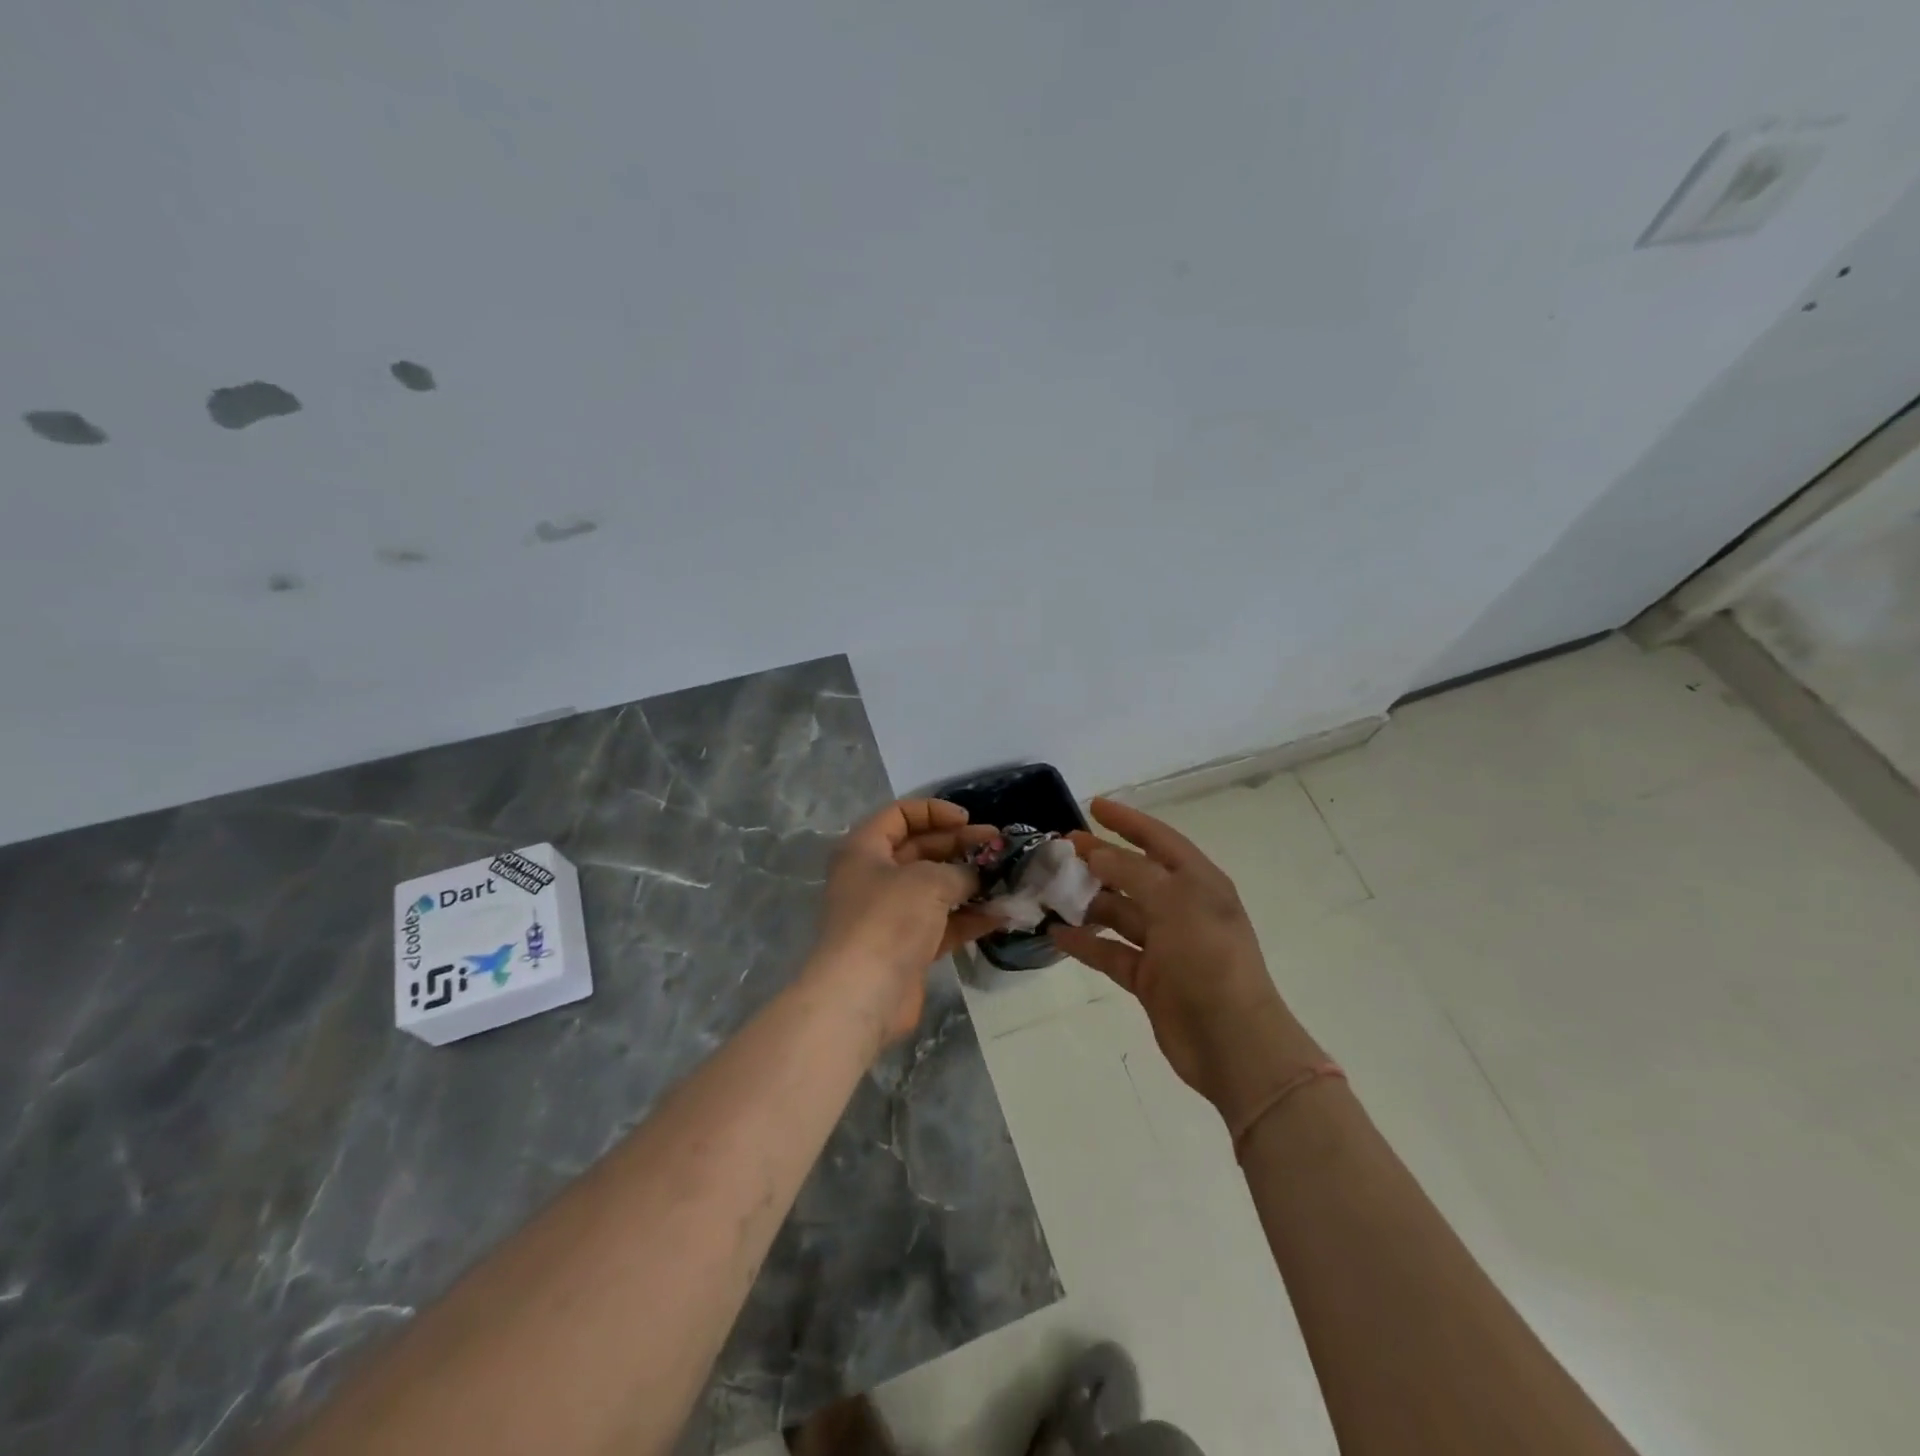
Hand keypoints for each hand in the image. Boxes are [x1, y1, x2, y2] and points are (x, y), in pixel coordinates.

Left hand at [807, 799, 998, 1048]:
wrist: (862, 995)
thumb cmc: (888, 919)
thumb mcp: (928, 880)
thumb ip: (958, 871)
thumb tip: (976, 877)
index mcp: (864, 849)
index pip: (899, 815)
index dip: (934, 811)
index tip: (968, 820)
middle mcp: (873, 877)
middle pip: (920, 850)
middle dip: (960, 845)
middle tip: (998, 845)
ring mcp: (890, 914)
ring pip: (934, 888)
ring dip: (969, 882)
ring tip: (1007, 877)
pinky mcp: (907, 947)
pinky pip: (942, 923)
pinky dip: (968, 917)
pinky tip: (1000, 914)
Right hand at [1049, 797, 1322, 1127]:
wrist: (1232, 1042)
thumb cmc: (1208, 959)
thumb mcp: (1174, 903)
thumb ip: (1132, 873)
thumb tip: (1096, 853)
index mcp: (1198, 883)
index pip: (1159, 839)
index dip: (1128, 821)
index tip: (1093, 805)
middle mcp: (1182, 908)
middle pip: (1134, 874)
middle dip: (1100, 858)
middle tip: (1061, 846)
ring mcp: (1165, 944)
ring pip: (1119, 912)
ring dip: (1088, 901)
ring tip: (1051, 889)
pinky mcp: (1150, 978)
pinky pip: (1111, 951)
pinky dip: (1086, 943)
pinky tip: (1057, 933)